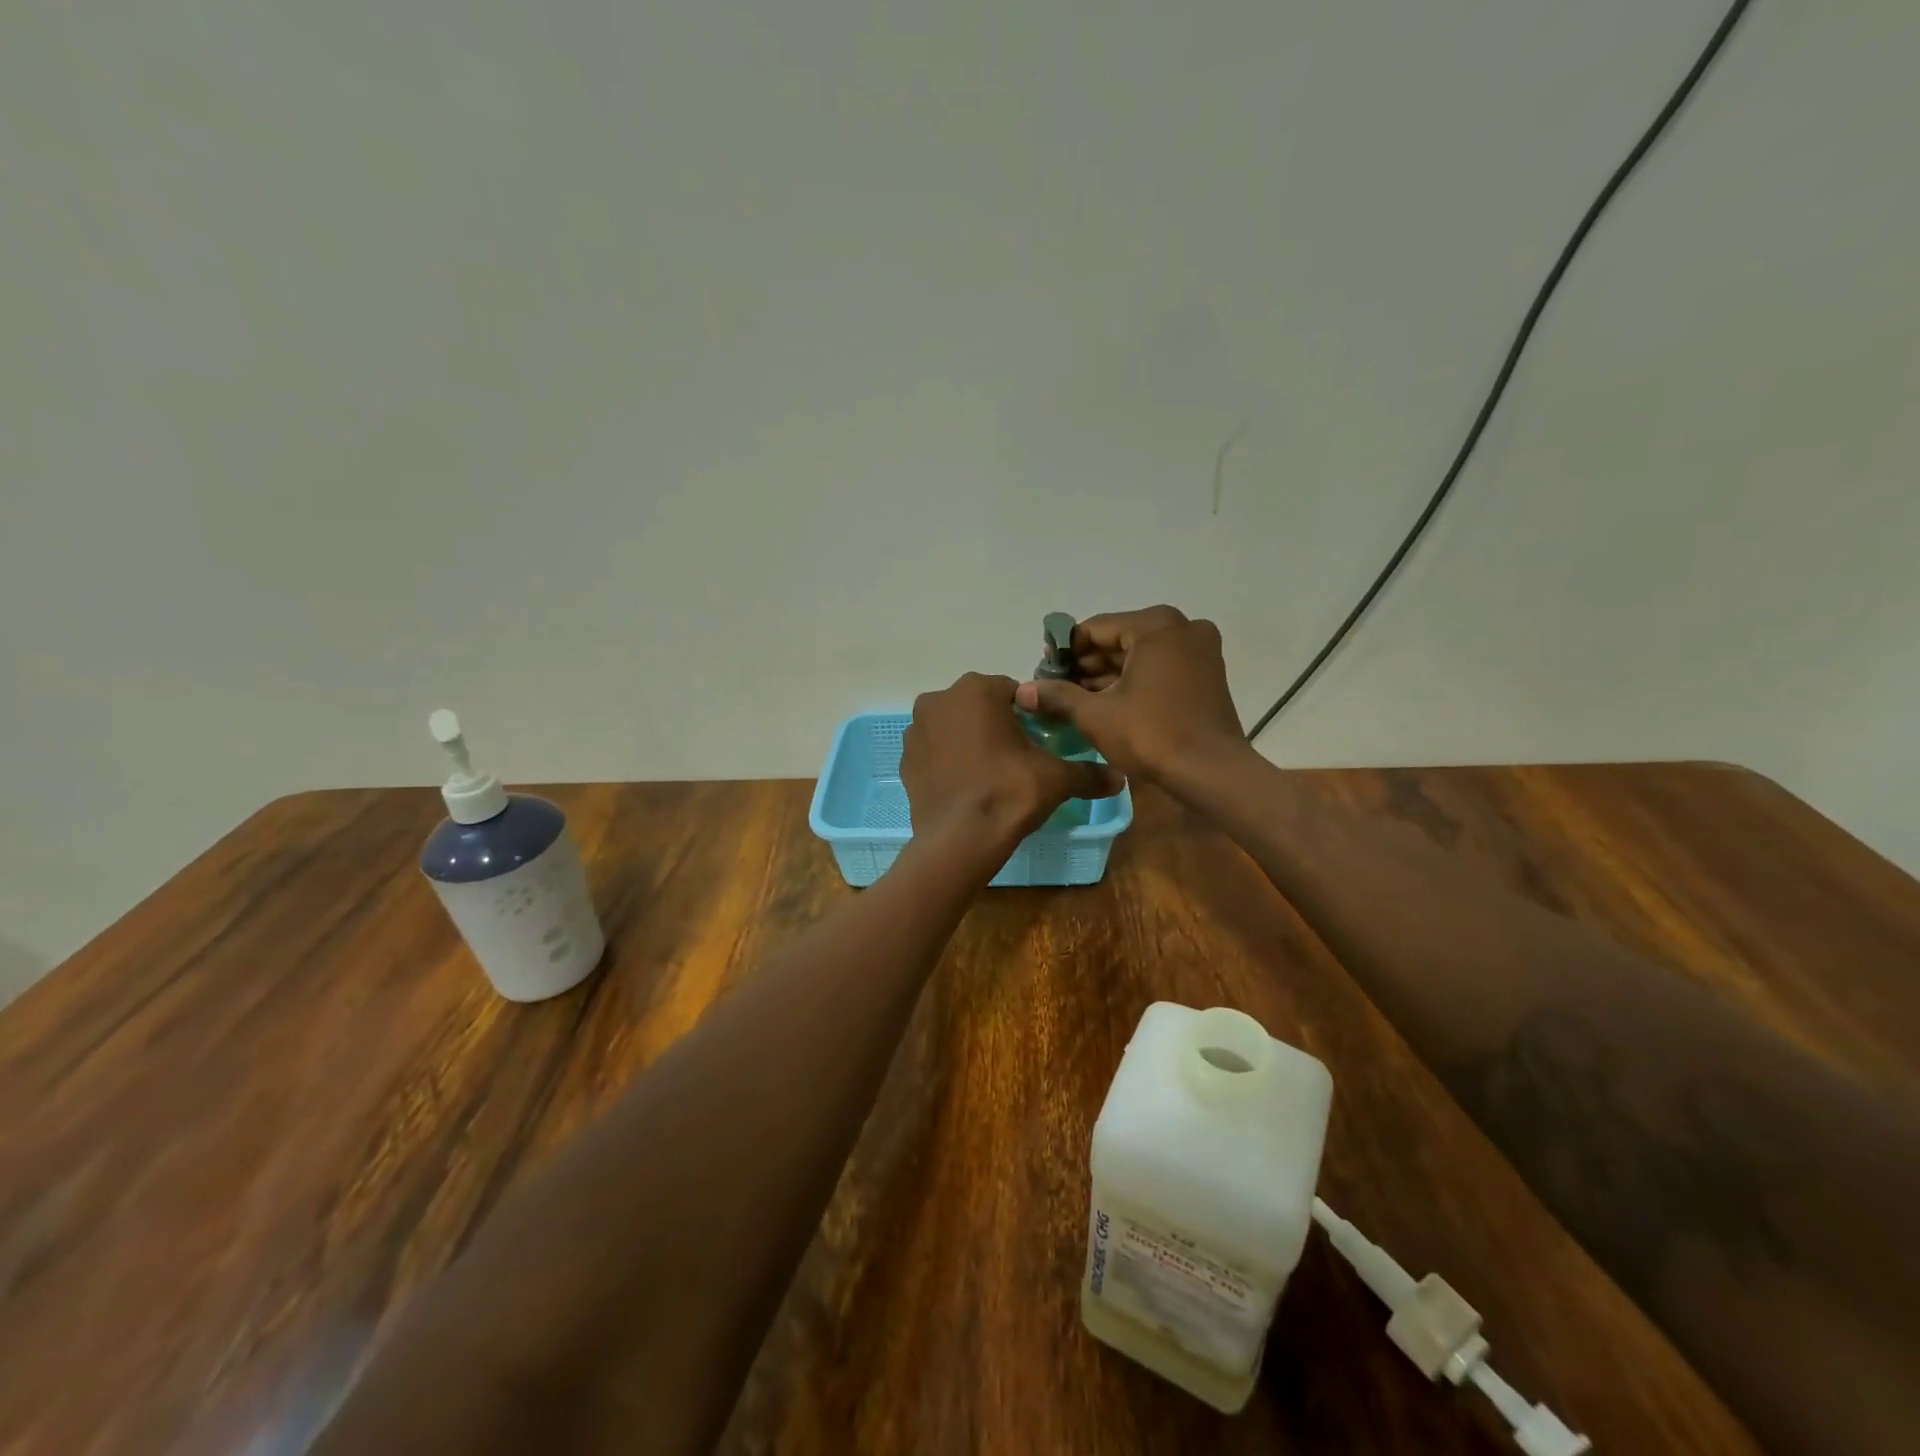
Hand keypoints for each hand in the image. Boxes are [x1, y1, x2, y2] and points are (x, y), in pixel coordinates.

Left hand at [902, 673, 1123, 854]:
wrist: (959, 839)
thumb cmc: (1009, 793)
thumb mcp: (1056, 779)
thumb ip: (1088, 773)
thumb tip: (1120, 778)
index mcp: (977, 689)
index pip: (1013, 692)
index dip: (1029, 715)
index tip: (1038, 740)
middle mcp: (939, 699)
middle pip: (979, 706)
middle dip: (996, 725)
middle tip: (1017, 758)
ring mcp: (916, 730)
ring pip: (954, 727)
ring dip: (969, 740)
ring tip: (990, 773)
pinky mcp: (905, 760)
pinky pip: (935, 751)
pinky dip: (949, 761)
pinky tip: (966, 785)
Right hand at [1013, 607, 1250, 788]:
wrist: (1211, 772)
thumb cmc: (1151, 734)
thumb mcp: (1096, 715)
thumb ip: (1058, 695)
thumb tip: (1023, 690)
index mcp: (1156, 625)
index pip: (1095, 629)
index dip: (1064, 650)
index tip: (1043, 671)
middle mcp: (1182, 627)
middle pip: (1119, 640)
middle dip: (1086, 664)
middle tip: (1056, 688)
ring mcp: (1200, 650)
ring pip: (1140, 656)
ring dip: (1108, 675)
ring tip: (1075, 699)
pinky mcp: (1207, 674)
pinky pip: (1160, 668)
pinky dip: (1134, 682)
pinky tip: (1106, 703)